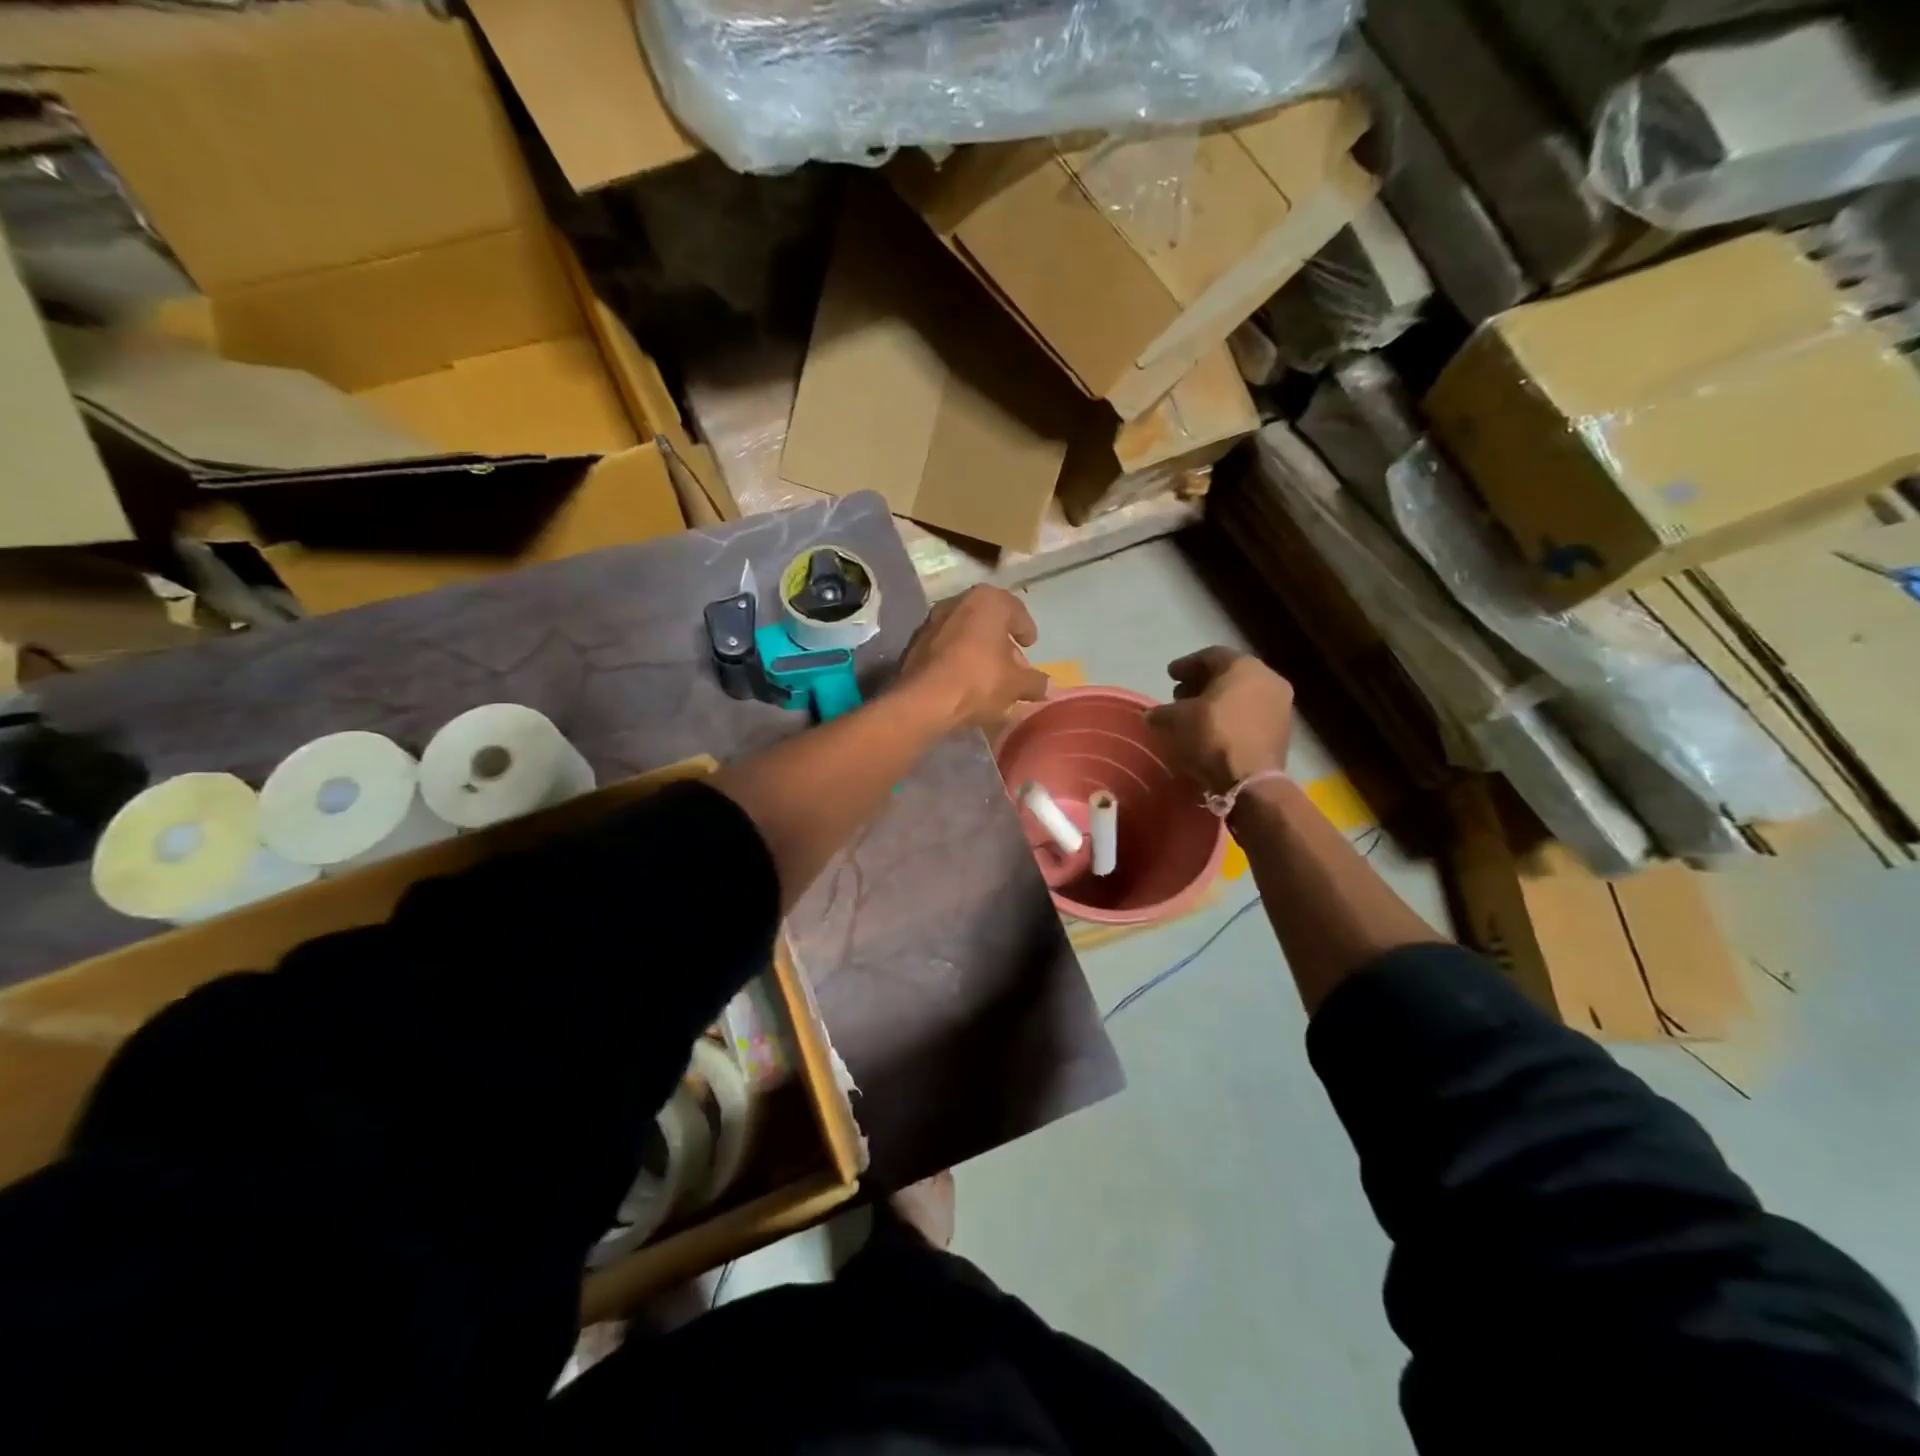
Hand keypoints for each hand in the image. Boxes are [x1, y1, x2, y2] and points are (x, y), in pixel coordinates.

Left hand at [896, 586, 1049, 730]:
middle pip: (988, 620)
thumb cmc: (979, 681)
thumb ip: (1034, 681)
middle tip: (1013, 664)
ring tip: (989, 675)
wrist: (922, 700)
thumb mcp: (1017, 684)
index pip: (1015, 610)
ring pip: (965, 632)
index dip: (1026, 629)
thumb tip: (1044, 684)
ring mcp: (932, 621)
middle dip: (1002, 641)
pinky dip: (958, 658)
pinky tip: (964, 680)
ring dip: (978, 649)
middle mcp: (958, 602)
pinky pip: (945, 647)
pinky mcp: (914, 643)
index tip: (1030, 644)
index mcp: (987, 600)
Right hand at [1146, 647, 1294, 794]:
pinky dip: (1232, 717)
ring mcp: (1281, 705)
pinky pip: (1251, 714)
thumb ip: (1162, 712)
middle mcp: (1268, 679)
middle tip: (1180, 695)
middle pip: (1230, 674)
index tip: (1170, 675)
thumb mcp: (1176, 720)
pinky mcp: (1283, 730)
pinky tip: (1213, 730)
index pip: (1211, 656)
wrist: (1250, 780)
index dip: (1186, 664)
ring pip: (1243, 695)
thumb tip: (1153, 715)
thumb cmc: (1212, 737)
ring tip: (1195, 715)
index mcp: (1244, 667)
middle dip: (1202, 683)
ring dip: (1218, 701)